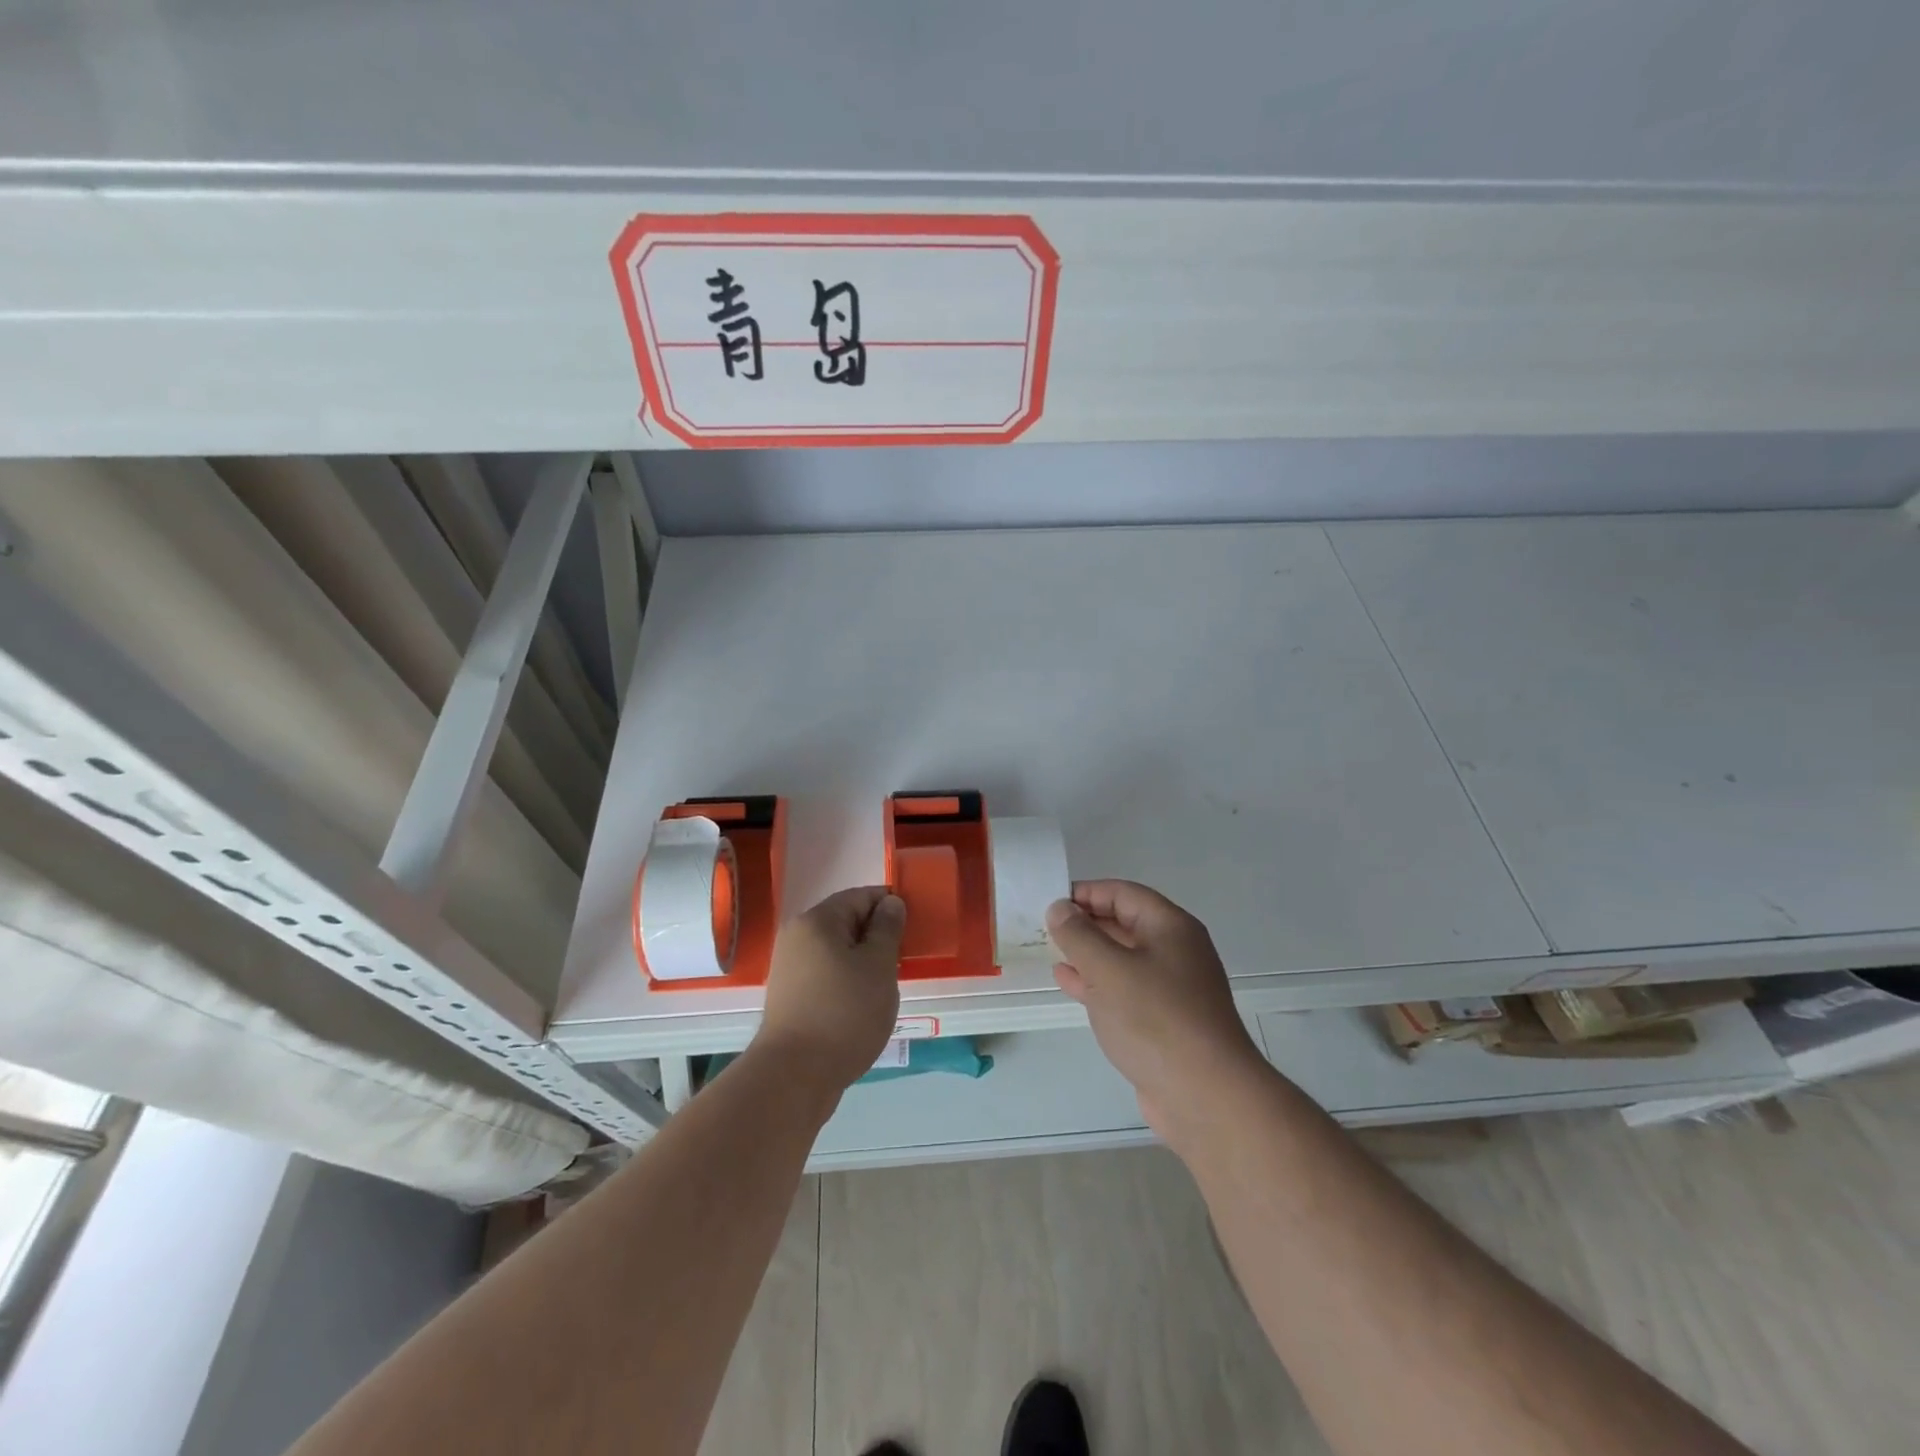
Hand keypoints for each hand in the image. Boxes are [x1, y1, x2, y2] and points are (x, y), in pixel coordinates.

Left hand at [755, 887, 905, 1095]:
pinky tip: (864, 1004)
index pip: (860, 896)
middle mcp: (797, 937)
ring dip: (863, 962)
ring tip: (887, 985)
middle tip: (904, 960)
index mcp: (816, 921)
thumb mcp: (878, 966)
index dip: (889, 906)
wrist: (795, 1077)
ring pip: (837, 951)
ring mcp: (790, 969)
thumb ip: (887, 929)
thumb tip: (890, 903)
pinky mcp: (790, 998)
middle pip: (845, 922)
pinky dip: (848, 981)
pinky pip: (826, 975)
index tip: (914, 926)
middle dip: (877, 936)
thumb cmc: (844, 1013)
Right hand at [1048, 880, 1267, 1142]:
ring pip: (1122, 958)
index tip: (1049, 901)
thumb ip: (1079, 935)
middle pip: (1124, 923)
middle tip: (1044, 926)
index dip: (1086, 892)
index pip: (1123, 893)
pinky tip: (1068, 982)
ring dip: (1088, 953)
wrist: (1206, 1097)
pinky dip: (1096, 982)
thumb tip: (1060, 908)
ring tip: (1050, 950)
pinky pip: (1124, 989)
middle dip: (1085, 923)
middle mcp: (1175, 951)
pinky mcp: (1164, 1021)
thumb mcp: (1108, 969)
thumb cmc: (1156, 1019)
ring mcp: (1171, 988)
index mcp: (1170, 927)